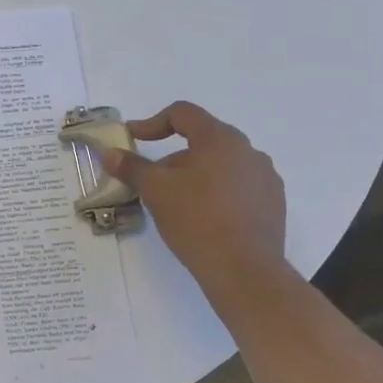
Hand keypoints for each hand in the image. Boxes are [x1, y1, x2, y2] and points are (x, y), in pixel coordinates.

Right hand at [101, 102, 287, 298]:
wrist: (243, 269)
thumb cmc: (195, 219)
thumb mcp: (154, 190)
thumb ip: (131, 166)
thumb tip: (109, 152)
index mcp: (220, 139)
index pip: (183, 113)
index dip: (153, 122)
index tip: (134, 139)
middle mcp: (248, 151)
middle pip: (203, 140)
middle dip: (172, 156)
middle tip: (152, 178)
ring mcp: (265, 178)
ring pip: (221, 165)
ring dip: (195, 174)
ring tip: (176, 201)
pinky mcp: (273, 204)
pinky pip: (238, 186)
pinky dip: (216, 192)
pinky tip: (203, 217)